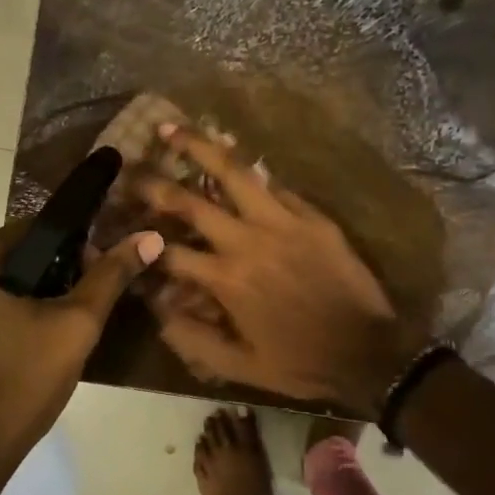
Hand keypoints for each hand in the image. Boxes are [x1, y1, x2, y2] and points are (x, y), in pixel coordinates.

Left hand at [0, 222, 163, 487]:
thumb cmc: (18, 384)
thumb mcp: (75, 326)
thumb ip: (110, 276)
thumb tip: (149, 236)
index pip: (32, 229)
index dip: (73, 245)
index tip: (98, 273)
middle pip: (13, 261)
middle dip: (53, 277)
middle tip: (85, 307)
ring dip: (30, 302)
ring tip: (63, 332)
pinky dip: (6, 324)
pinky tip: (29, 354)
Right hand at [138, 126, 427, 415]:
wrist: (371, 353)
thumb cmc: (301, 363)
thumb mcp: (241, 367)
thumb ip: (193, 340)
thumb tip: (157, 311)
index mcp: (226, 279)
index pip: (169, 252)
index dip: (140, 242)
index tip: (123, 230)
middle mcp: (247, 241)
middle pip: (191, 201)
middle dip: (154, 184)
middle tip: (132, 168)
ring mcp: (282, 222)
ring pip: (234, 173)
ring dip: (200, 147)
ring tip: (174, 127)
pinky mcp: (312, 216)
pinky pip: (275, 186)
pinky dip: (250, 173)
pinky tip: (232, 156)